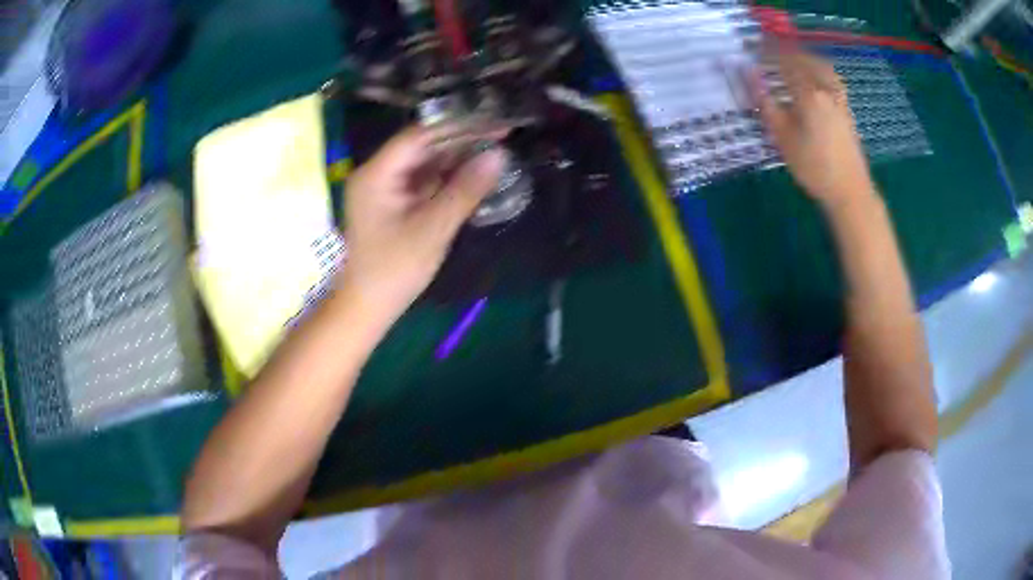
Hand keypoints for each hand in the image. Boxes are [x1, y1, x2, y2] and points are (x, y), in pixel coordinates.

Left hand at [339, 125, 504, 326]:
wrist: (367, 306)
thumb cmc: (394, 271)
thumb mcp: (433, 229)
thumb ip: (465, 190)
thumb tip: (499, 156)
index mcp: (377, 174)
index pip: (420, 136)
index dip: (459, 127)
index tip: (494, 124)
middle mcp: (378, 173)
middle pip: (423, 145)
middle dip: (460, 141)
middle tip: (501, 136)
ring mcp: (385, 187)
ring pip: (425, 162)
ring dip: (457, 158)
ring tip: (494, 151)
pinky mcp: (393, 202)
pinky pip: (423, 180)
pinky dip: (447, 177)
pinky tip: (473, 174)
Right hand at [750, 47, 875, 210]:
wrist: (850, 191)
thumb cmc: (814, 167)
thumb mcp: (783, 137)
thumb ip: (765, 102)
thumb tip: (747, 74)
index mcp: (808, 92)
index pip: (783, 60)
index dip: (766, 51)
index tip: (751, 48)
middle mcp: (826, 88)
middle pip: (803, 58)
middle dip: (783, 51)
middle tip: (767, 52)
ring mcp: (840, 97)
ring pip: (820, 64)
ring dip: (802, 57)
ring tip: (788, 60)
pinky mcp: (847, 107)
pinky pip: (830, 76)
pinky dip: (817, 68)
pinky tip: (812, 76)